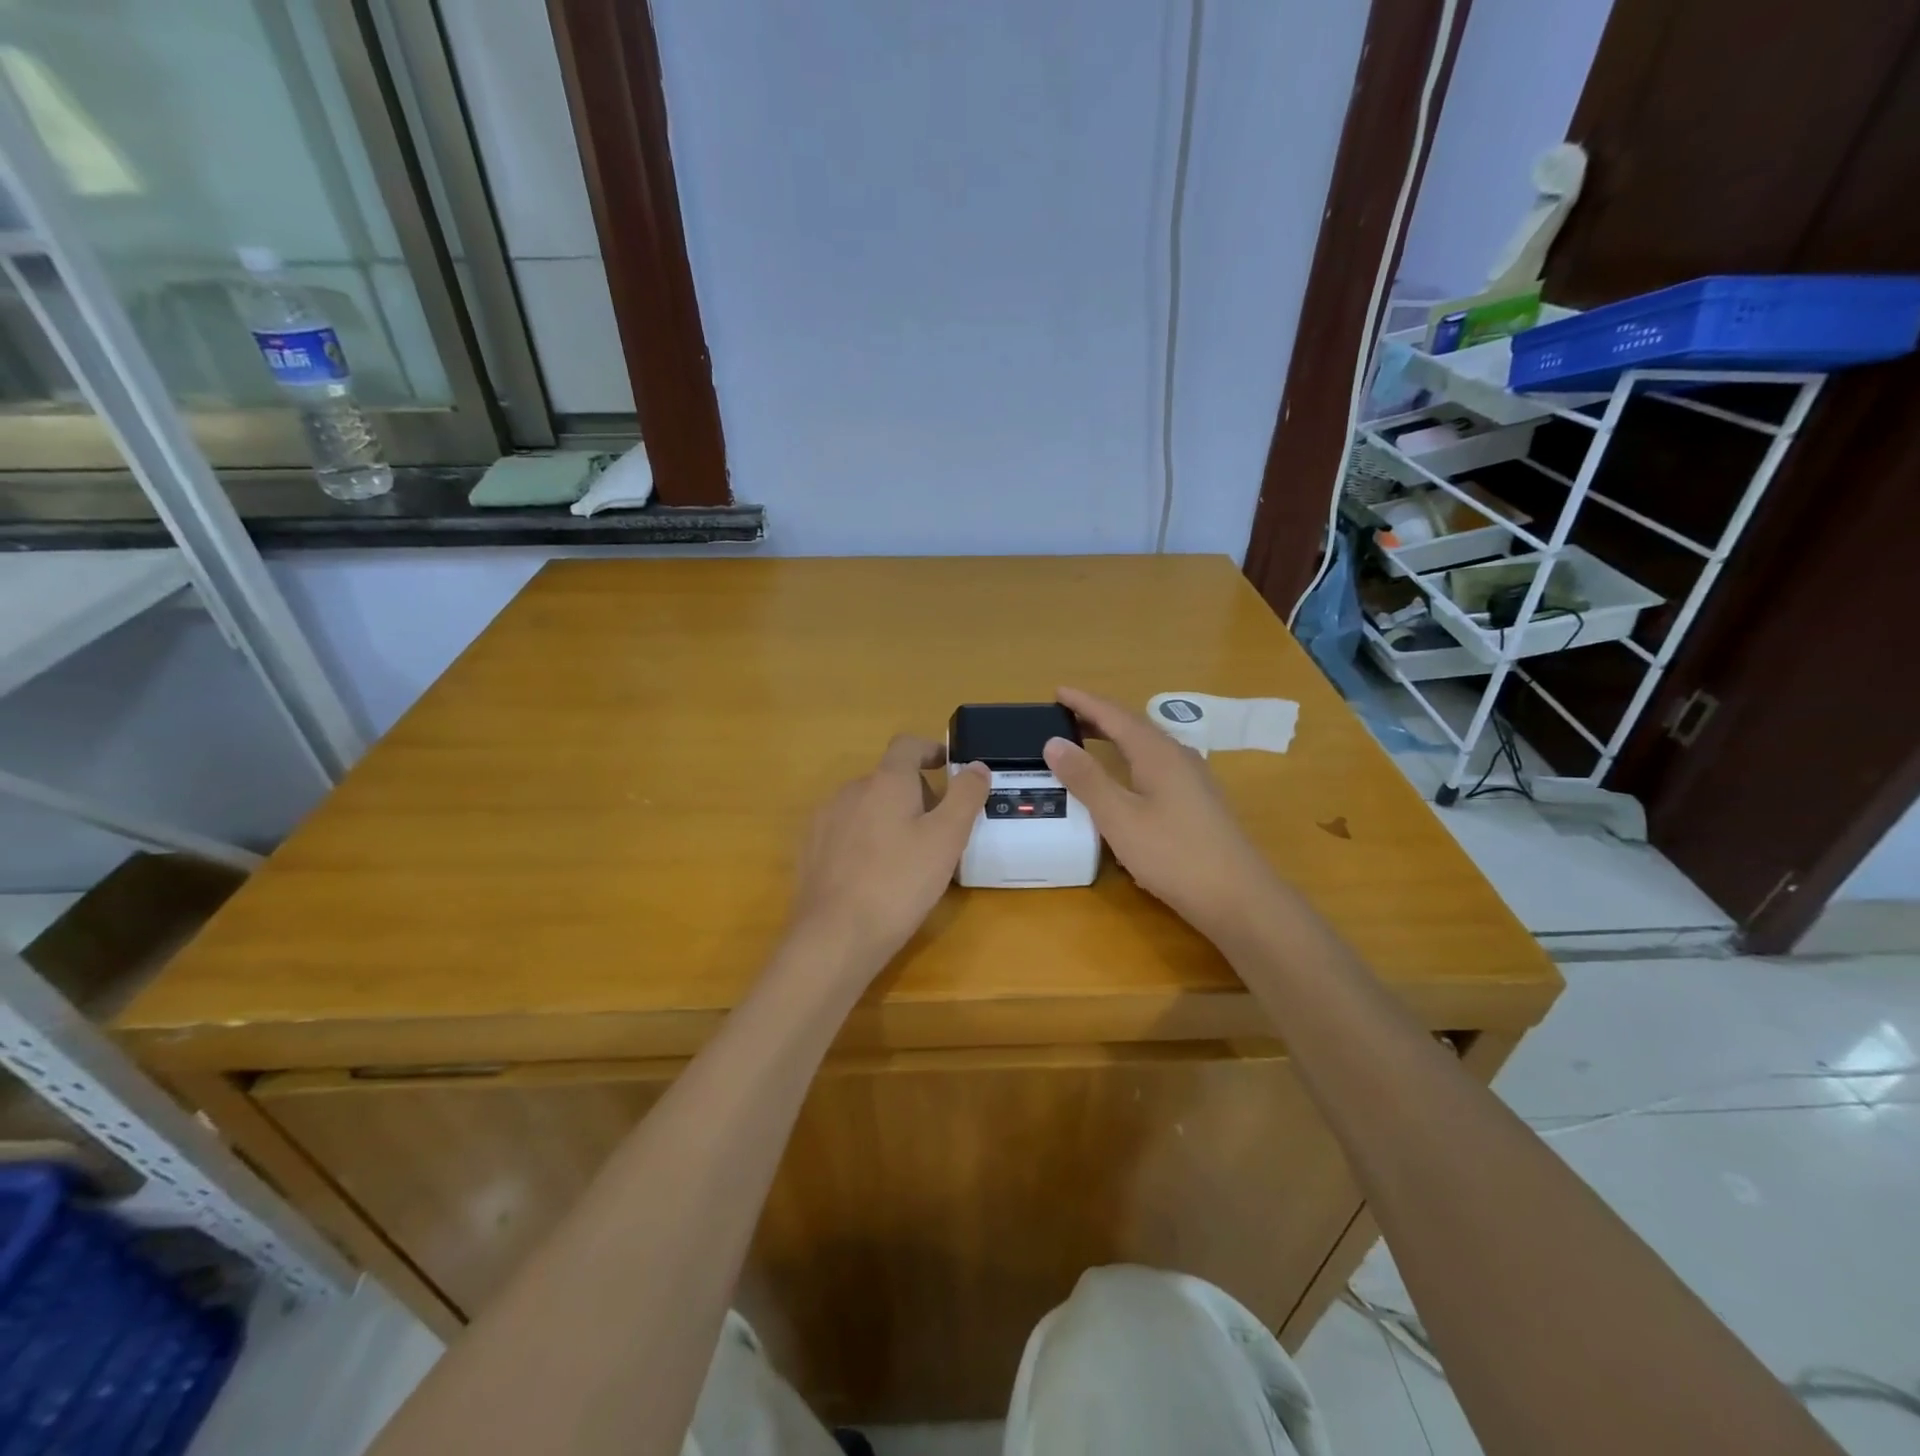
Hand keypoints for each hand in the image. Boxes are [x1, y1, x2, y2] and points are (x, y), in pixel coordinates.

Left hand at [788, 736, 990, 972]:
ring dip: (889, 818)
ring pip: (866, 806)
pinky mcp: (811, 849)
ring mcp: (825, 819)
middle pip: (888, 778)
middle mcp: (850, 790)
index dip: (930, 749)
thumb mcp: (947, 839)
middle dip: (916, 794)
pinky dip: (865, 840)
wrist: (835, 935)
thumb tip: (976, 766)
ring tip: (908, 856)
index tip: (948, 766)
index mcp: (885, 781)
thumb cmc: (899, 882)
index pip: (907, 745)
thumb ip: (966, 796)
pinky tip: (875, 874)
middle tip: (939, 829)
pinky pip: (846, 831)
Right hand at [1043, 687, 1278, 943]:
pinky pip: (1157, 765)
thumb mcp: (1119, 817)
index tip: (1058, 691)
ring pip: (1148, 746)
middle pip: (1134, 726)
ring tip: (1089, 740)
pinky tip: (1126, 779)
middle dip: (1099, 717)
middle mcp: (1178, 757)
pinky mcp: (1198, 802)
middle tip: (1066, 715)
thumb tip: (1054, 742)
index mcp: (1157, 753)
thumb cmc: (1173, 854)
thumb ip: (1086, 779)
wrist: (1237, 897)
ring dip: (1116, 738)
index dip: (1085, 702)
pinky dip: (1131, 759)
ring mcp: (1193, 780)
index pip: (1115, 715)